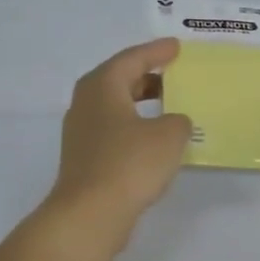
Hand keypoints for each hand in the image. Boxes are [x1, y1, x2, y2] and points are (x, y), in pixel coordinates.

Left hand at [44, 39, 192, 248]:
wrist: (91, 213)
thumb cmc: (129, 164)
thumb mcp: (168, 136)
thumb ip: (178, 121)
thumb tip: (174, 122)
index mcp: (102, 86)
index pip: (132, 59)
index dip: (157, 52)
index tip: (176, 47)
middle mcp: (86, 104)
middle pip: (118, 80)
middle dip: (146, 76)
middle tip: (173, 74)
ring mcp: (81, 133)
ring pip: (115, 107)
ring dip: (140, 104)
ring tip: (167, 106)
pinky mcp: (85, 159)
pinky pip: (114, 131)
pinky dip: (135, 127)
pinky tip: (153, 141)